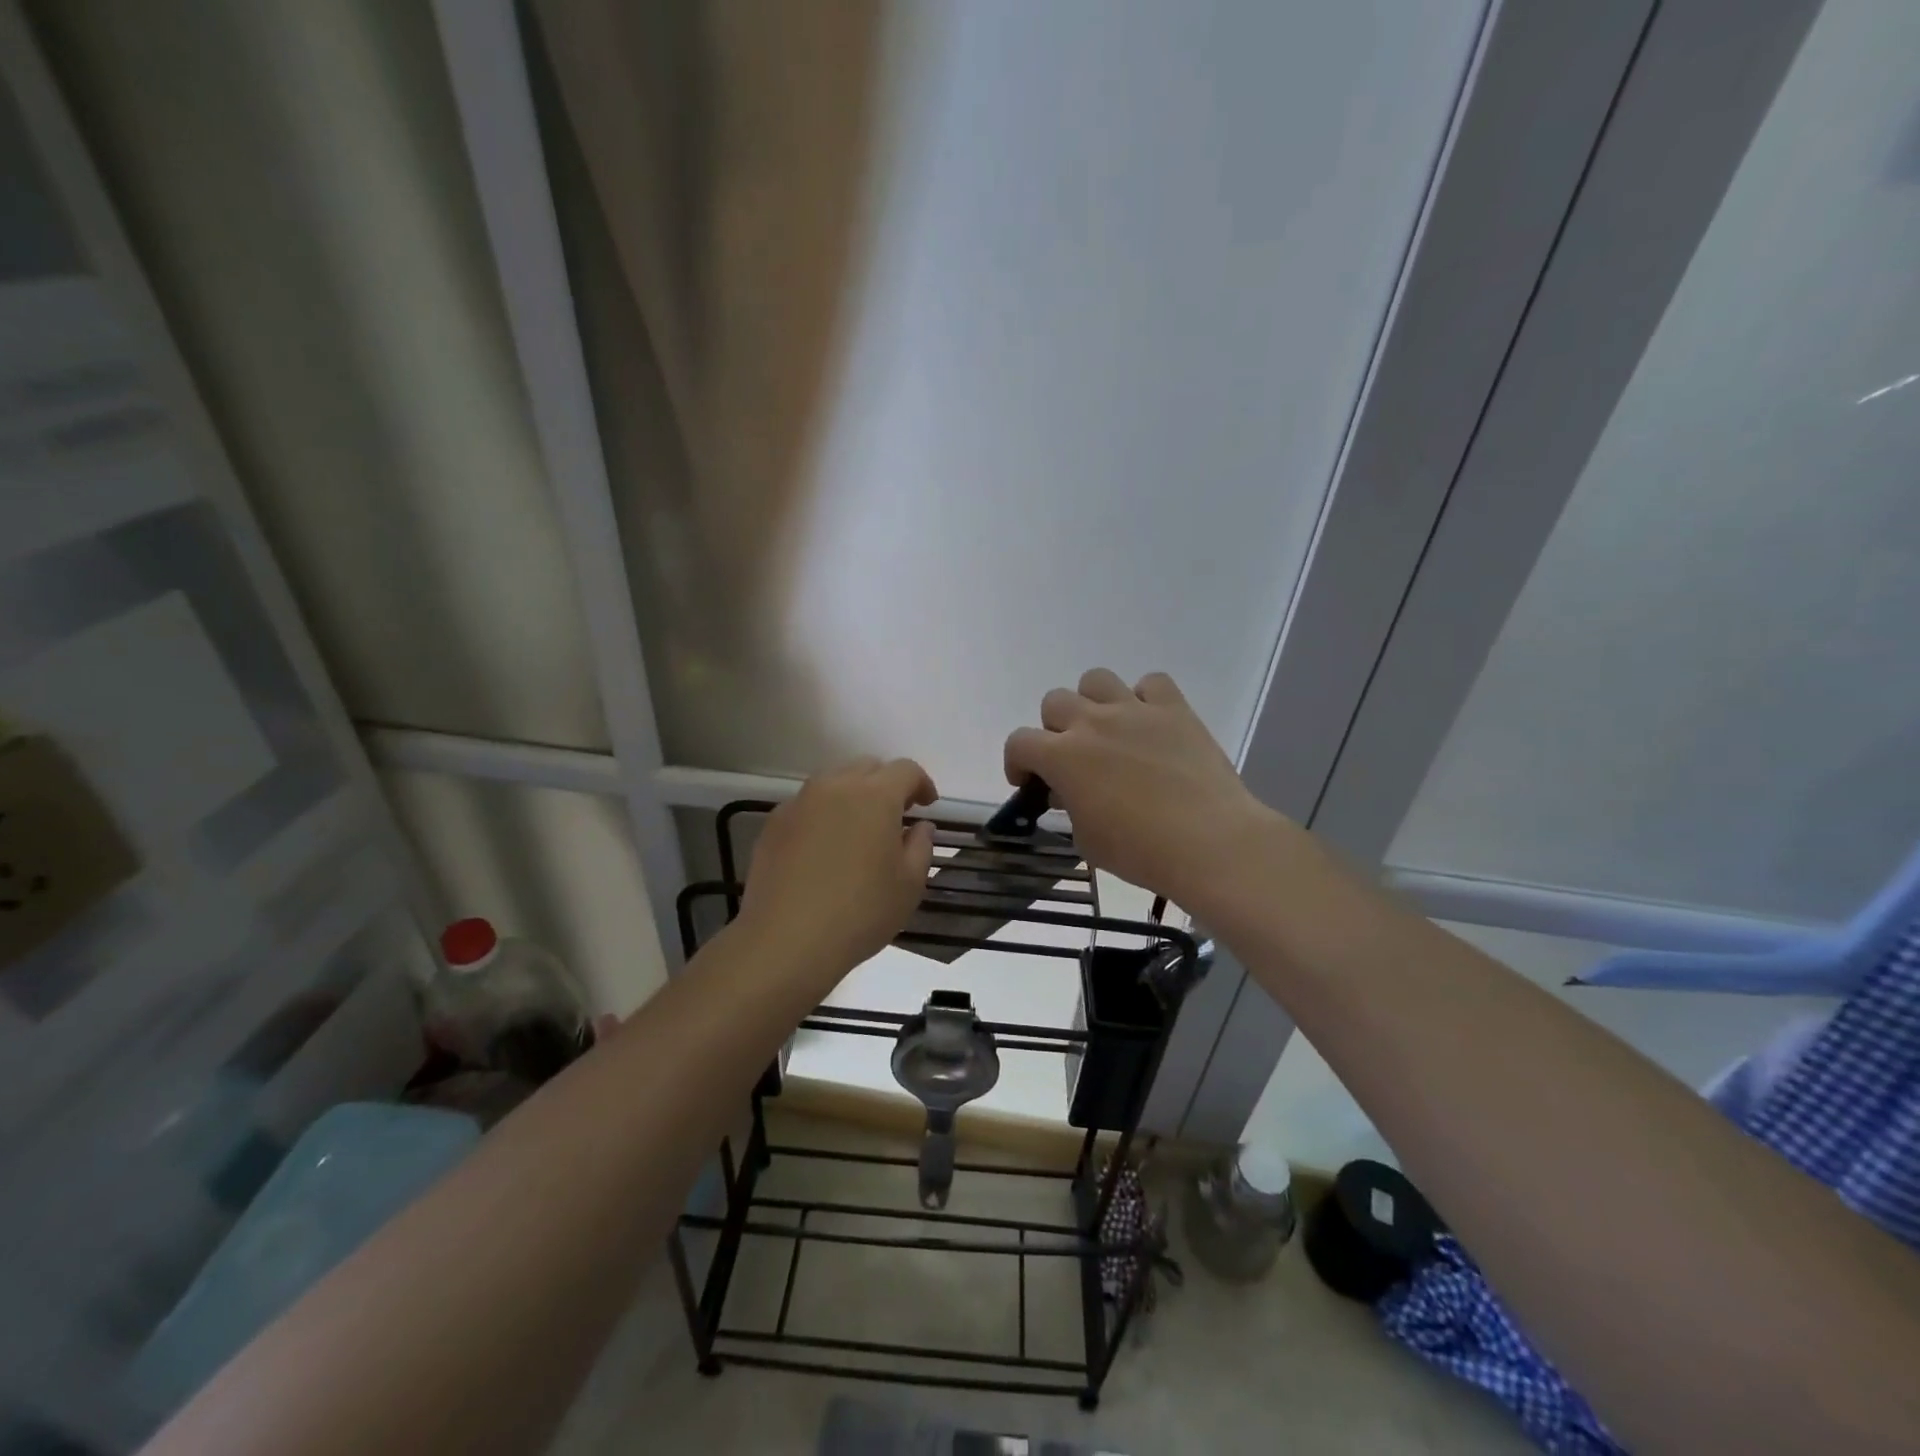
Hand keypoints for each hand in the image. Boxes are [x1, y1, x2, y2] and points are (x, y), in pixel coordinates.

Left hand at [736, 757, 938, 984]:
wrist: (786, 940)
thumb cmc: (860, 912)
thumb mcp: (909, 885)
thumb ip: (921, 846)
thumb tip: (919, 826)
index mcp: (876, 796)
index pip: (905, 770)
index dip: (922, 784)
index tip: (927, 806)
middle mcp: (836, 786)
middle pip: (867, 767)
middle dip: (886, 784)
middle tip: (895, 816)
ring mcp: (800, 802)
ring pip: (834, 782)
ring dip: (853, 795)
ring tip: (858, 830)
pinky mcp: (774, 823)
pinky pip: (807, 805)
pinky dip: (823, 814)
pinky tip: (824, 849)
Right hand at [1004, 669, 1278, 904]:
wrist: (1209, 842)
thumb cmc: (1141, 851)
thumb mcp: (1087, 841)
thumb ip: (1069, 808)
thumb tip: (1069, 791)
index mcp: (1063, 757)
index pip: (1019, 742)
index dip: (1017, 762)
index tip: (1029, 782)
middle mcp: (1092, 723)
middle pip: (1054, 702)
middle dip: (1054, 730)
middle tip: (1071, 758)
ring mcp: (1134, 711)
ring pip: (1095, 680)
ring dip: (1093, 702)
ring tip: (1107, 730)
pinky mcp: (1174, 709)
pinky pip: (1151, 683)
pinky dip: (1144, 699)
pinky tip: (1149, 724)